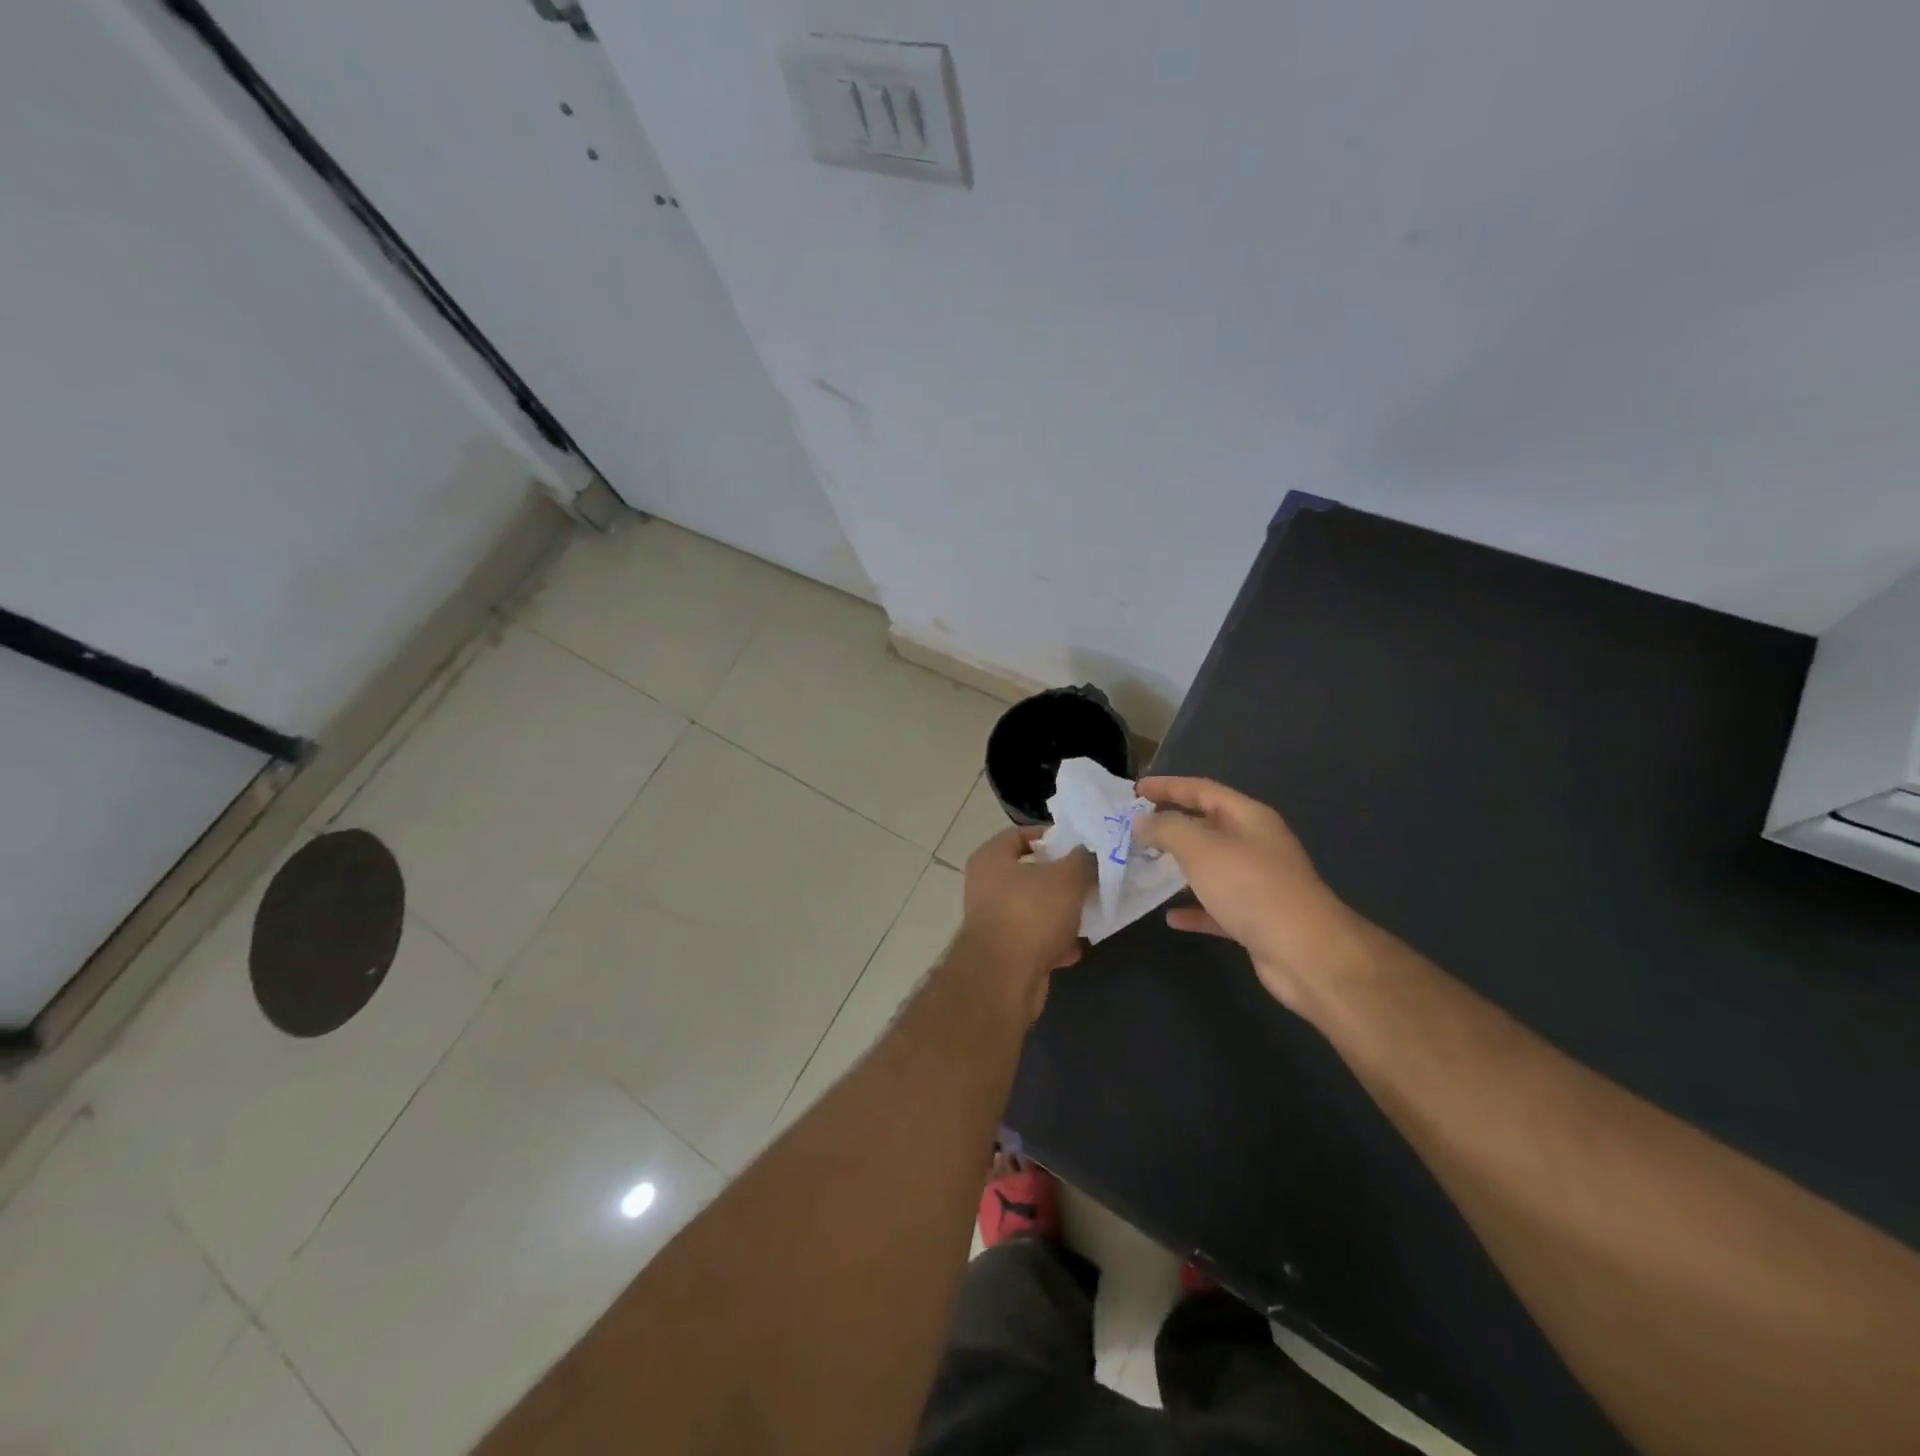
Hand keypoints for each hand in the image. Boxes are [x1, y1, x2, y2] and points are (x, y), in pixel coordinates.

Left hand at [960, 827, 1092, 1016]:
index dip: (1049, 837)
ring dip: (1060, 914)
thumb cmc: (1031, 914)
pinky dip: (1053, 944)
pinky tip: (1074, 950)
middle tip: (1088, 880)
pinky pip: (1032, 940)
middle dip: (1060, 879)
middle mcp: (985, 886)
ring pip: (1033, 909)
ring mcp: (991, 921)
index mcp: (991, 859)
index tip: (1077, 845)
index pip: (1018, 834)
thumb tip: (1090, 851)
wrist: (1004, 979)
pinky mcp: (1001, 953)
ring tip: (1087, 915)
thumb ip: (1083, 859)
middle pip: (1028, 874)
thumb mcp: (1067, 878)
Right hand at [1132, 777, 1360, 1012]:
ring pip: (1210, 867)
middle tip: (1133, 828)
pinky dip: (1193, 908)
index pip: (1202, 790)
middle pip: (1206, 826)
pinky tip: (1170, 917)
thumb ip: (1167, 829)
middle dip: (1170, 825)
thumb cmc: (1252, 888)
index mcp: (1248, 818)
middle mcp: (1255, 844)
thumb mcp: (1201, 849)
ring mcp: (1257, 882)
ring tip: (1143, 867)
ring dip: (1178, 866)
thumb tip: (1141, 823)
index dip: (1168, 786)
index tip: (1135, 790)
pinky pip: (1216, 906)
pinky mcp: (1256, 918)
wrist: (1306, 953)